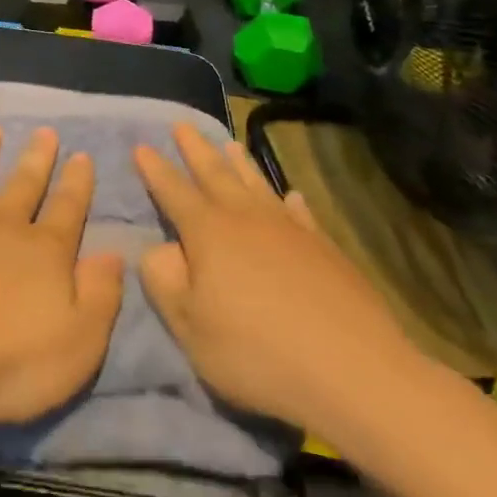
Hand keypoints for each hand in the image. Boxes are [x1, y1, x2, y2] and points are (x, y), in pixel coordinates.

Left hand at [0, 127, 124, 442]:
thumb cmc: (12, 362)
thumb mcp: (80, 340)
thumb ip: (100, 294)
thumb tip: (113, 253)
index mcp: (46, 251)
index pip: (69, 208)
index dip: (78, 183)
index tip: (82, 155)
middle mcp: (4, 229)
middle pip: (25, 185)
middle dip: (37, 158)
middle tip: (44, 131)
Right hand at [134, 125, 430, 443]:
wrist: (354, 371)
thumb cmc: (257, 352)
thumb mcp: (189, 326)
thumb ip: (163, 281)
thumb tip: (157, 248)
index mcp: (208, 233)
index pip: (173, 191)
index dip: (156, 170)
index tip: (142, 147)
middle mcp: (246, 219)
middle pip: (215, 174)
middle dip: (195, 149)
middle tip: (182, 124)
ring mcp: (289, 230)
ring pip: (257, 185)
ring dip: (240, 163)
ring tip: (229, 143)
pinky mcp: (325, 248)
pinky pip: (300, 213)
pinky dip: (290, 201)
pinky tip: (290, 195)